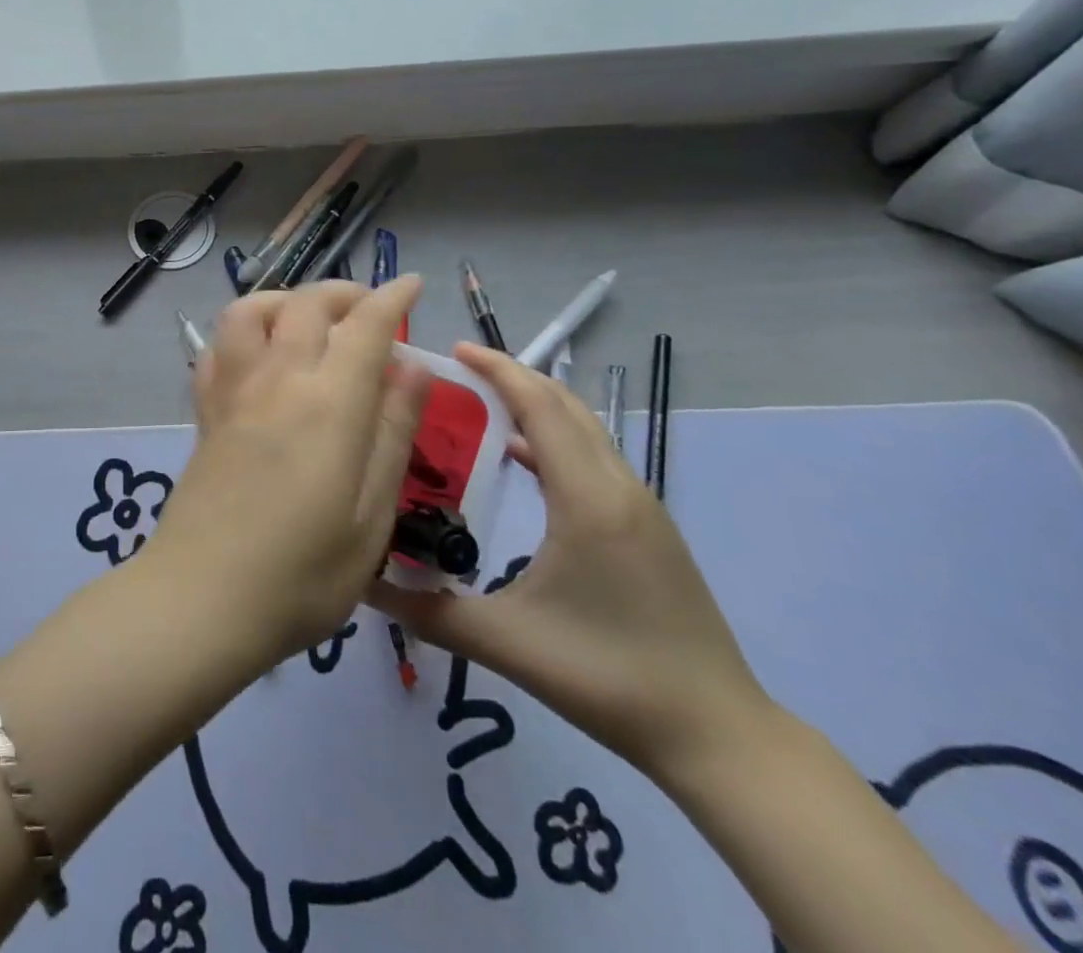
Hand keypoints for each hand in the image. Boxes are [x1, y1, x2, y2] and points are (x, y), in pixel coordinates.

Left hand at [145, 279, 430, 674]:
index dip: (391, 298)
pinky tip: (258, 354)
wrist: (201, 599)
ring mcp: (233, 392)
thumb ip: (392, 433)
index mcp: (329, 404)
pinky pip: (217, 348)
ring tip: (310, 321)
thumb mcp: (372, 517)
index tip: (410, 285)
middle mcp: (277, 380)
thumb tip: (411, 368)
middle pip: (306, 304)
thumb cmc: (303, 575)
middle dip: (343, 293)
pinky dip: (242, 332)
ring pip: (250, 311)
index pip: (364, 326)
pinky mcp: (205, 412)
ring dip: (285, 300)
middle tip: (369, 310)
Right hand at [368, 346, 771, 786]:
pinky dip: (554, 439)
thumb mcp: (508, 643)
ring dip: (537, 405)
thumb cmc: (608, 678)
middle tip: (459, 368)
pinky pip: (594, 459)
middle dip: (514, 376)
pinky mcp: (648, 529)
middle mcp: (619, 488)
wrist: (717, 734)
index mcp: (588, 500)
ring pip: (585, 430)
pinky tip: (520, 459)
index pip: (541, 408)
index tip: (455, 349)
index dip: (499, 371)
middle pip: (565, 406)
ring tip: (481, 402)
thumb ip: (429, 611)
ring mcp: (640, 508)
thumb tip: (364, 584)